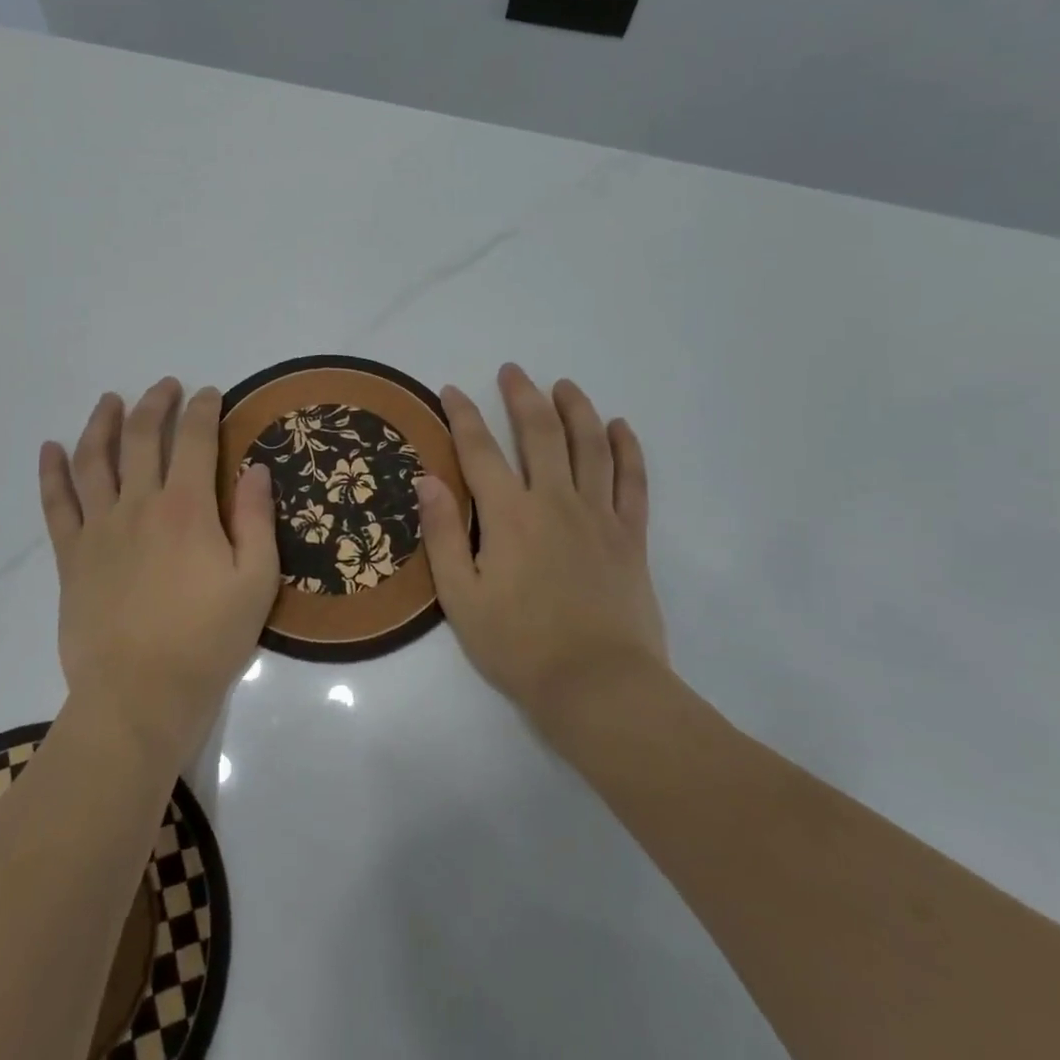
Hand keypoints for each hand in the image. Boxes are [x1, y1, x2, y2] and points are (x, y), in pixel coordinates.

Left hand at [39, 378, 280, 768]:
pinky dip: (51, 473)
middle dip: (155, 404)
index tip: (210, 394)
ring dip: (101, 424)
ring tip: (110, 401)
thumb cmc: (206, 642)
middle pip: (142, 438)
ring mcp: (99, 529)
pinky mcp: (71, 557)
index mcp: (188, 509)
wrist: (138, 698)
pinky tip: (49, 449)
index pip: (195, 440)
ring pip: (94, 460)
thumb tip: (257, 468)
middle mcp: (139, 505)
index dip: (203, 410)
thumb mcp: (256, 583)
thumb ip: (258, 520)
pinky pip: (56, 505)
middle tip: (165, 386)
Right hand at [416, 363, 666, 733]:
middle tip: (513, 371)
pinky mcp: (630, 536)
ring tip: (564, 385)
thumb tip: (427, 479)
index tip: (451, 391)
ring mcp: (598, 516)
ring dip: (576, 409)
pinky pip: (632, 481)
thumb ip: (444, 534)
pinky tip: (620, 427)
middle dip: (523, 396)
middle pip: (540, 433)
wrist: (599, 688)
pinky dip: (627, 450)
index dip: (463, 415)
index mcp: (510, 516)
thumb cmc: (520, 646)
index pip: (480, 450)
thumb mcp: (461, 597)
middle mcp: (555, 502)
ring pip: (590, 446)